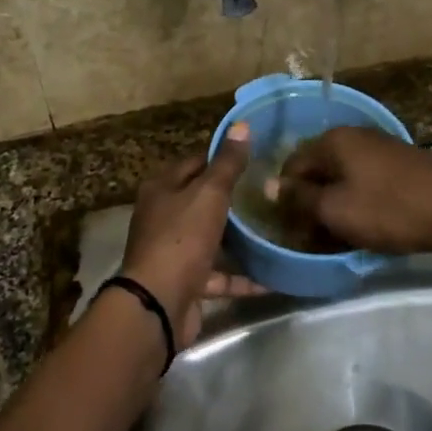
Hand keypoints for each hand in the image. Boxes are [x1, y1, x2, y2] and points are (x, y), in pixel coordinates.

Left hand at [120, 123, 258, 345]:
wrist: (158, 305)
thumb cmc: (182, 238)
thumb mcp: (209, 193)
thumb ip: (227, 163)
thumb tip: (241, 125)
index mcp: (162, 189)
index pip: (195, 162)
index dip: (222, 156)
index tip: (254, 155)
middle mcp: (163, 217)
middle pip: (201, 200)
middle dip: (232, 198)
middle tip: (268, 190)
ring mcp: (174, 252)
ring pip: (211, 237)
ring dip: (238, 237)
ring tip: (273, 227)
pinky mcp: (187, 283)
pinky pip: (220, 275)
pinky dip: (242, 276)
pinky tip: (273, 276)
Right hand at [274, 127, 431, 256]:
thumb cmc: (388, 208)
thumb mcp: (336, 209)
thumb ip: (300, 198)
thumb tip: (271, 186)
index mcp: (333, 140)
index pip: (292, 166)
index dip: (285, 198)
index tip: (289, 230)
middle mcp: (355, 136)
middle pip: (319, 171)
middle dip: (312, 204)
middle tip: (313, 238)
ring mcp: (381, 147)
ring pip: (344, 178)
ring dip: (336, 206)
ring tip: (339, 239)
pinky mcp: (402, 164)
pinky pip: (367, 182)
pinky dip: (360, 203)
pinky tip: (367, 227)